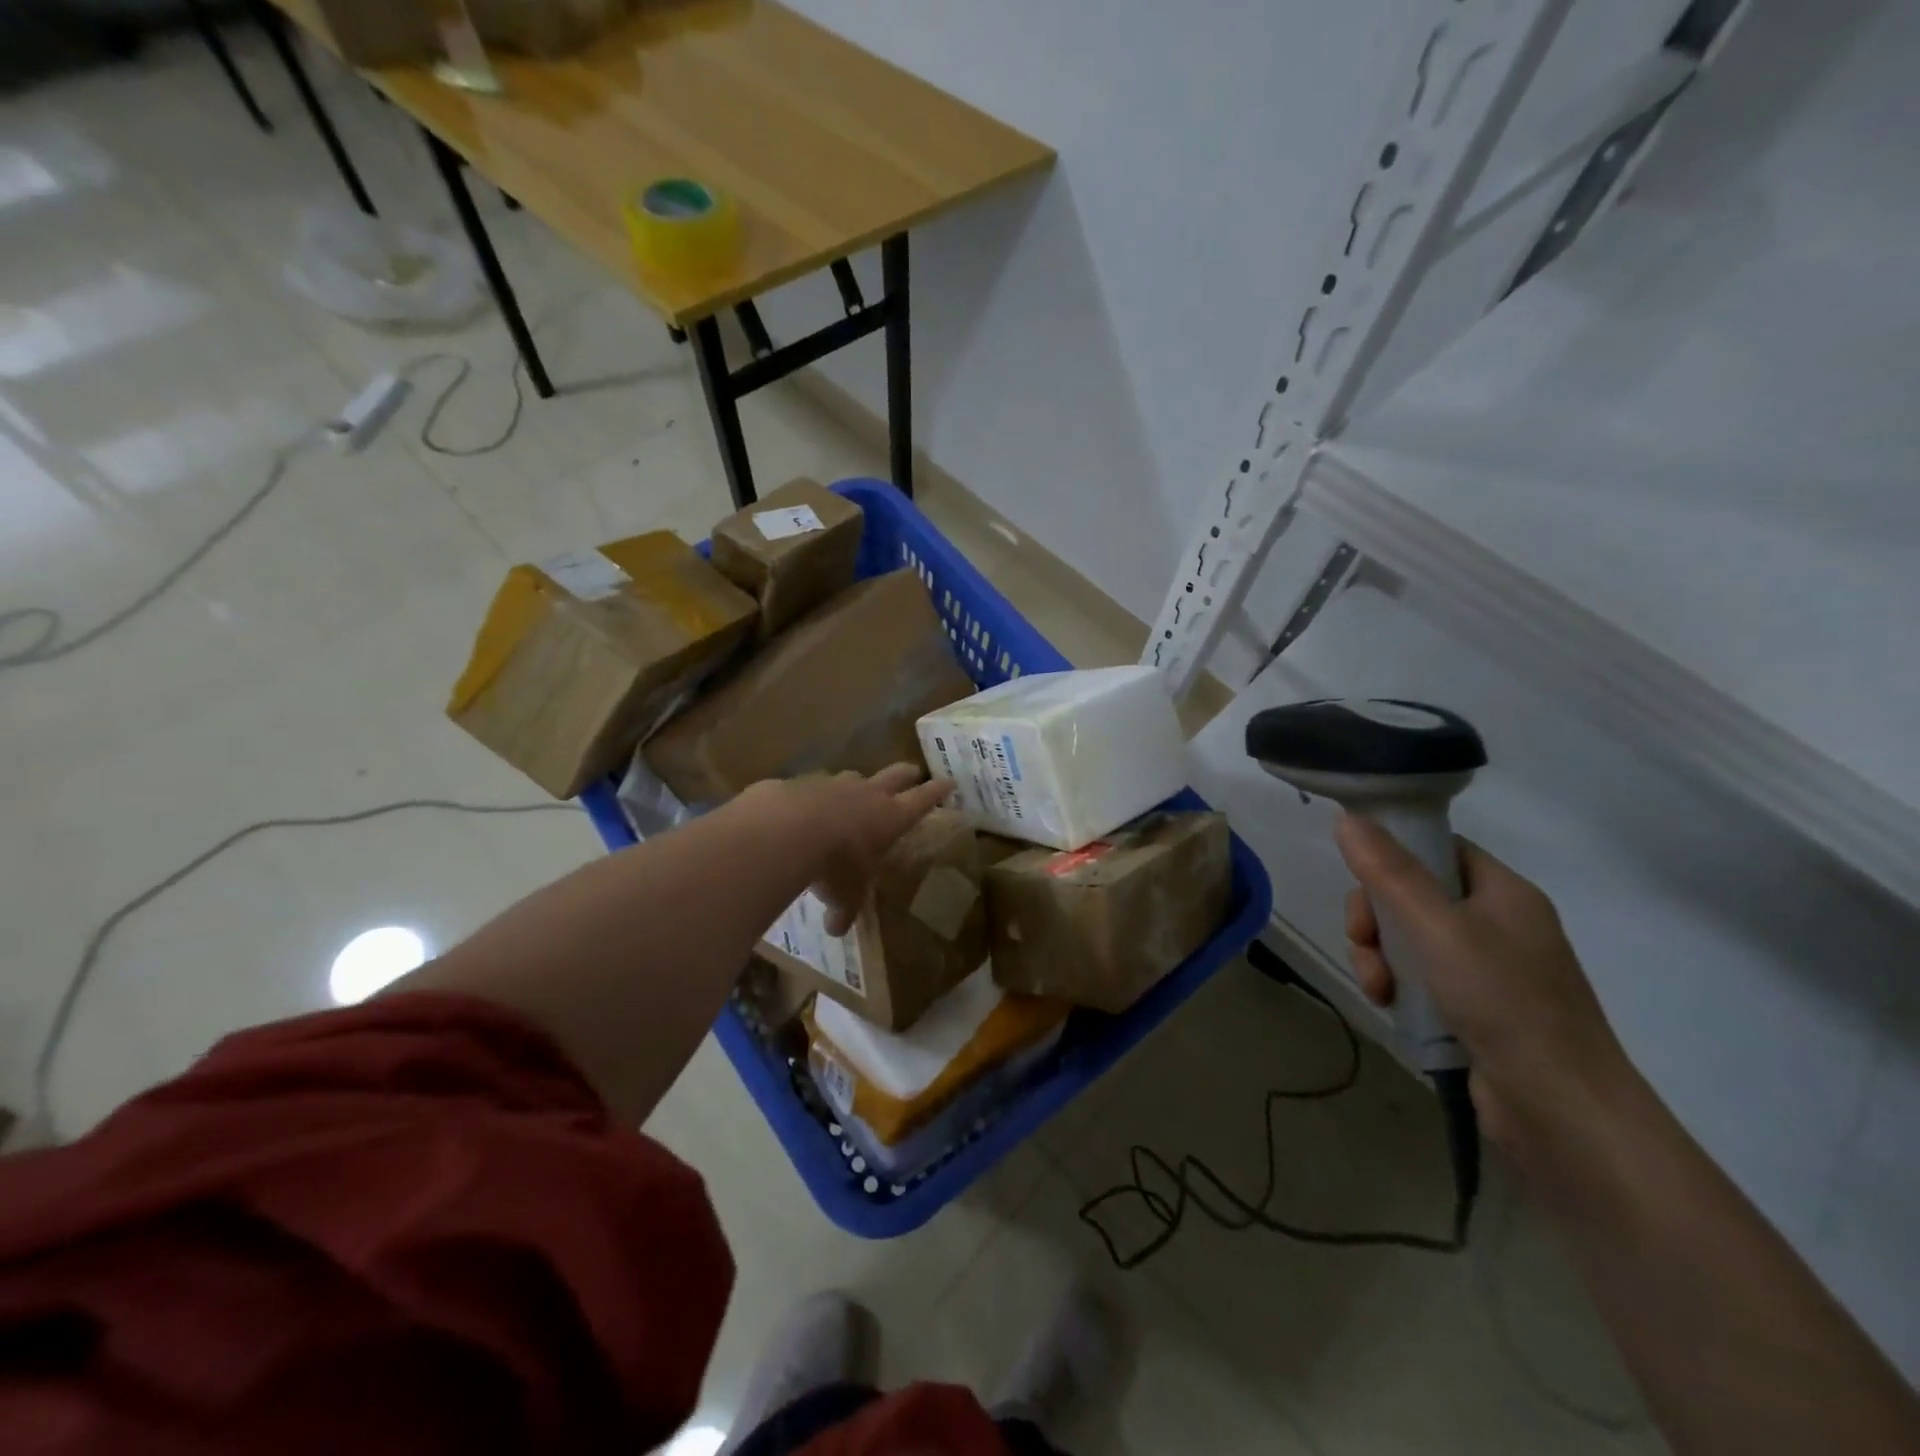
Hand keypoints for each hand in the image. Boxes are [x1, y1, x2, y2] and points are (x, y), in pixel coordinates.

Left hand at [754, 764, 954, 934]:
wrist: (785, 831)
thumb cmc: (833, 865)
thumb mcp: (844, 896)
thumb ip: (843, 910)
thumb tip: (836, 929)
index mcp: (890, 818)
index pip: (922, 800)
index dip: (937, 791)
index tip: (949, 781)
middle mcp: (867, 795)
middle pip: (895, 775)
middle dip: (908, 774)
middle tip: (914, 771)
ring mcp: (833, 784)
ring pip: (853, 777)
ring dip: (858, 783)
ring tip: (855, 791)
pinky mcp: (800, 782)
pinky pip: (812, 786)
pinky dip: (814, 795)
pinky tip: (803, 808)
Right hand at [1333, 815, 1633, 1153]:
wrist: (1562, 1111)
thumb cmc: (1505, 1002)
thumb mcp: (1438, 929)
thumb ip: (1390, 873)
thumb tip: (1348, 818)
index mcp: (1503, 893)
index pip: (1437, 849)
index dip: (1393, 857)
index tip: (1361, 882)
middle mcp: (1497, 924)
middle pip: (1412, 895)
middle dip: (1375, 917)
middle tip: (1363, 941)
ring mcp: (1486, 969)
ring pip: (1406, 939)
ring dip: (1378, 956)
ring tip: (1377, 987)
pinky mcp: (1472, 1008)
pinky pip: (1417, 977)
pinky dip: (1395, 986)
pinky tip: (1389, 1005)